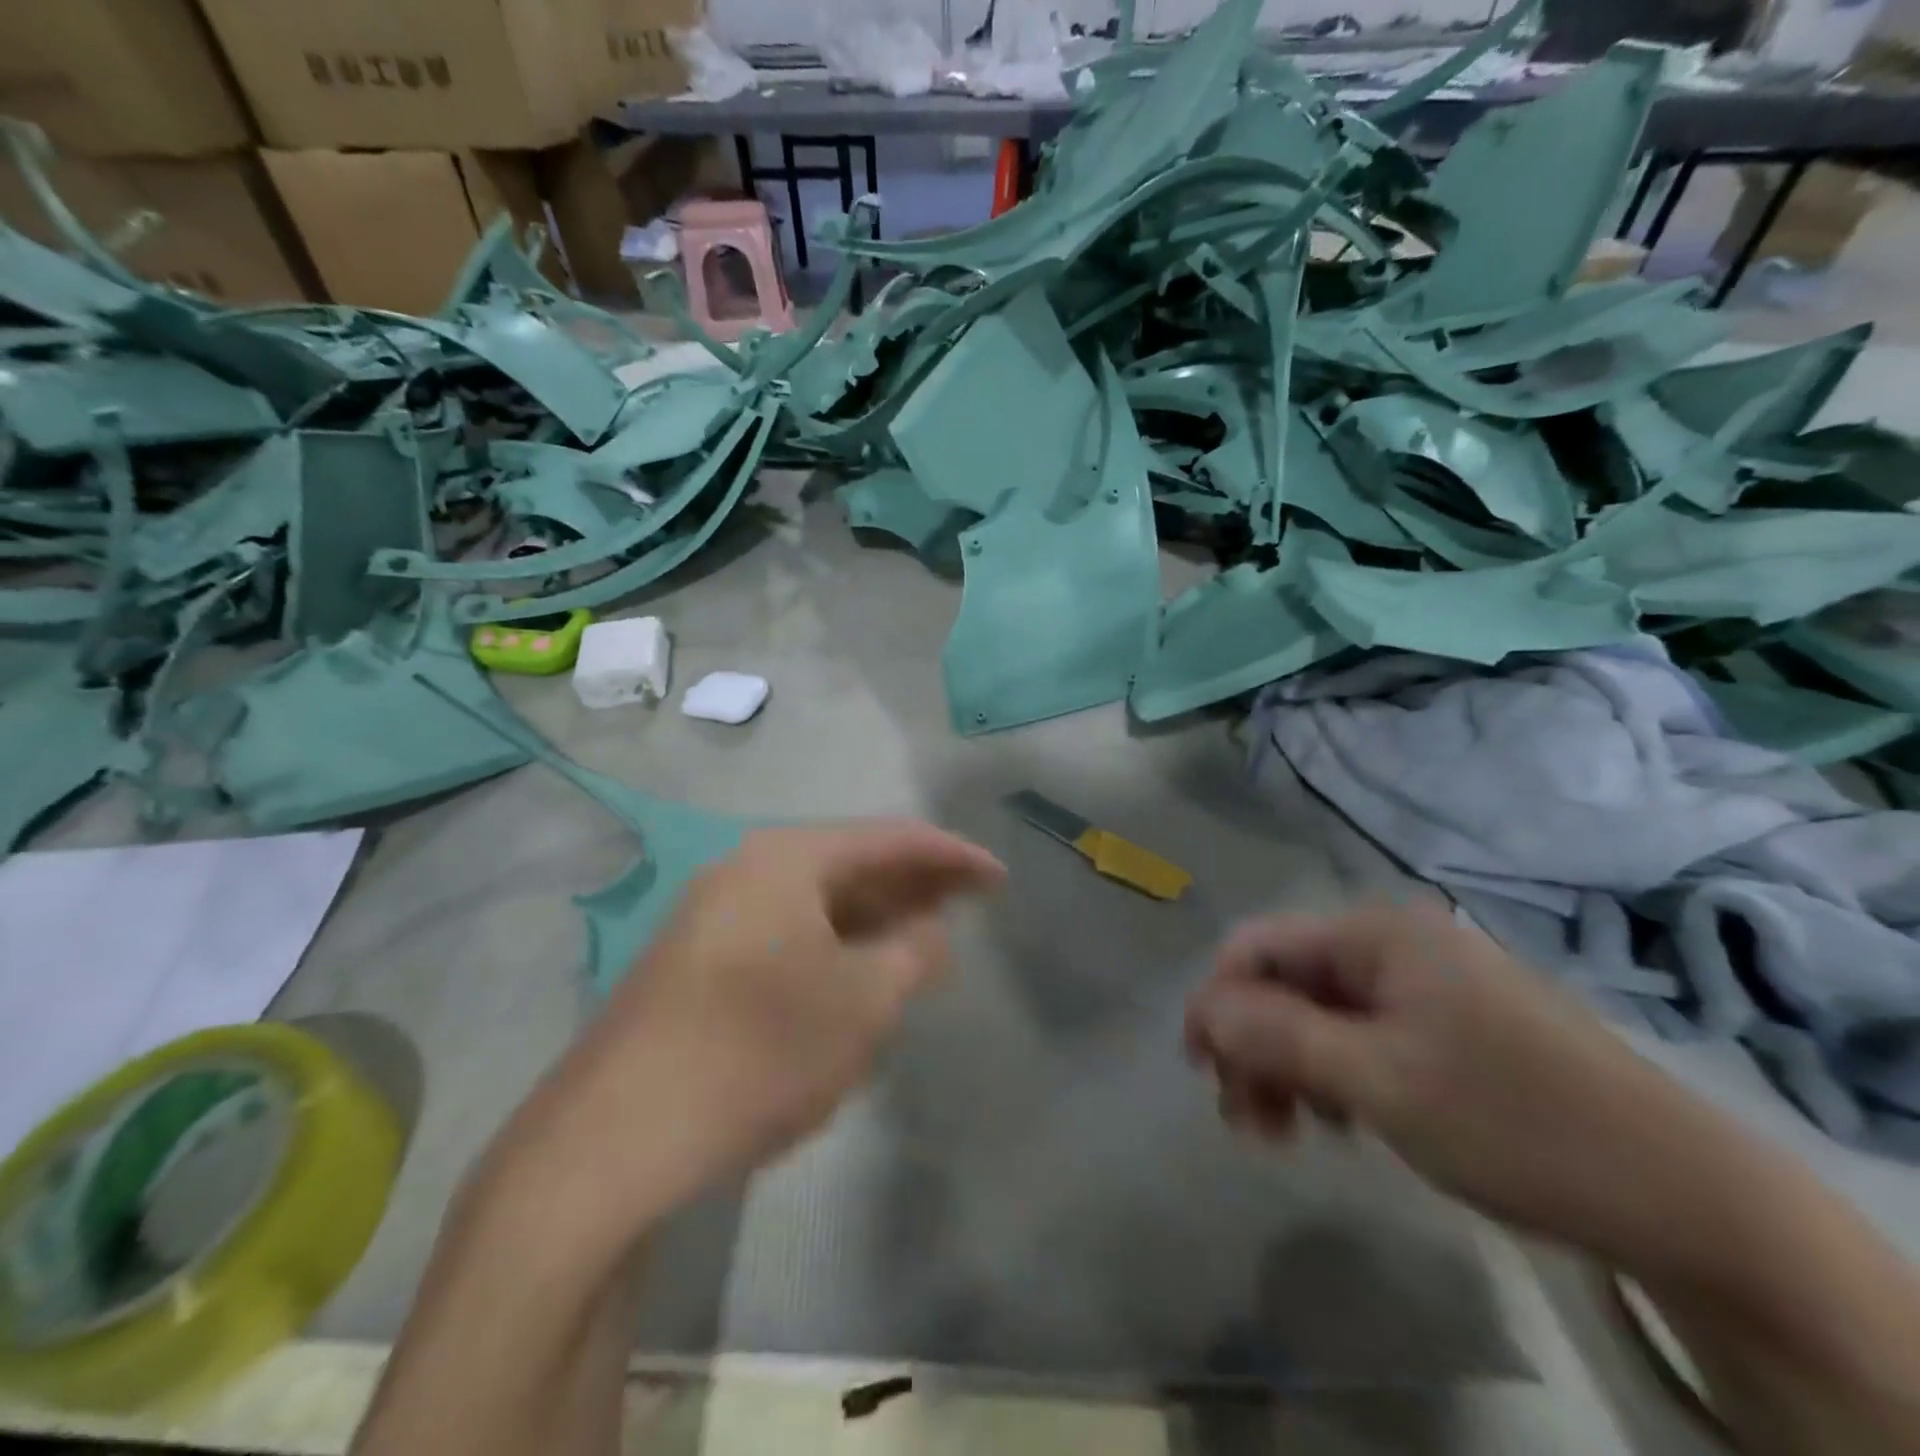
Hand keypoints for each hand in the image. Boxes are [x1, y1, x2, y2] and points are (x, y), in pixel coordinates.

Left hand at [524, 821, 1003, 1210]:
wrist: (613, 1140)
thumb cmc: (759, 1051)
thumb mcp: (863, 1002)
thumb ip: (914, 953)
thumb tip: (931, 931)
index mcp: (786, 859)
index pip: (889, 839)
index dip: (952, 855)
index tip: (998, 877)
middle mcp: (745, 871)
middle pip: (850, 864)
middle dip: (913, 884)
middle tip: (967, 905)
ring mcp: (713, 916)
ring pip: (816, 903)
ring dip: (873, 917)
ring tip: (922, 939)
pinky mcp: (696, 963)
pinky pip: (787, 935)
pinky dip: (833, 946)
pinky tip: (857, 975)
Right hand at [1185, 902, 1760, 1272]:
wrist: (1686, 1197)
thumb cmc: (1513, 1121)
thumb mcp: (1377, 1081)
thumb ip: (1277, 1037)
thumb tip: (1203, 1008)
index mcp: (1377, 934)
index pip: (1258, 945)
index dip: (1217, 1000)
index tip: (1201, 1069)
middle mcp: (1395, 944)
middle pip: (1286, 982)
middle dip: (1254, 1045)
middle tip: (1249, 1121)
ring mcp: (1426, 985)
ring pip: (1320, 1013)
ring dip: (1290, 1067)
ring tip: (1292, 1133)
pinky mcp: (1449, 1027)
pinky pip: (1363, 1036)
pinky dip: (1336, 1076)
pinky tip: (1345, 1122)